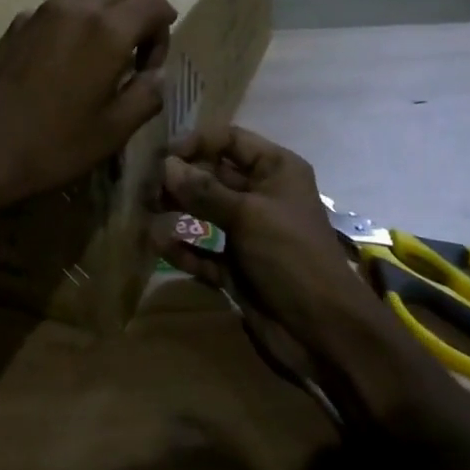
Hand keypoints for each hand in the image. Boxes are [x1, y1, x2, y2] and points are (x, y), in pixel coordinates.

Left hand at [0, 0, 175, 218]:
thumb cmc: (51, 145)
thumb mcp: (113, 132)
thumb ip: (146, 96)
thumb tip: (156, 76)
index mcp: (106, 29)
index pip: (152, 3)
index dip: (164, 29)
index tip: (154, 66)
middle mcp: (74, 8)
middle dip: (140, 1)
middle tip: (142, 41)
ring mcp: (38, 13)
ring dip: (106, 11)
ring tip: (106, 57)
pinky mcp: (14, 27)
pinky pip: (57, 11)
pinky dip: (76, 23)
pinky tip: (66, 65)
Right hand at [153, 125, 383, 378]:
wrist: (322, 330)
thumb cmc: (291, 256)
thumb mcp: (248, 215)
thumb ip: (204, 190)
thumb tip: (165, 165)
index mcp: (275, 170)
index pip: (230, 140)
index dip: (197, 142)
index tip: (163, 157)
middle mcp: (261, 195)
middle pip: (212, 174)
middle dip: (180, 178)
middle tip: (147, 188)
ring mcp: (248, 232)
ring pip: (205, 212)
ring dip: (177, 210)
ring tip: (146, 212)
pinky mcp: (236, 266)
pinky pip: (203, 250)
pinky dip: (182, 248)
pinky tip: (158, 245)